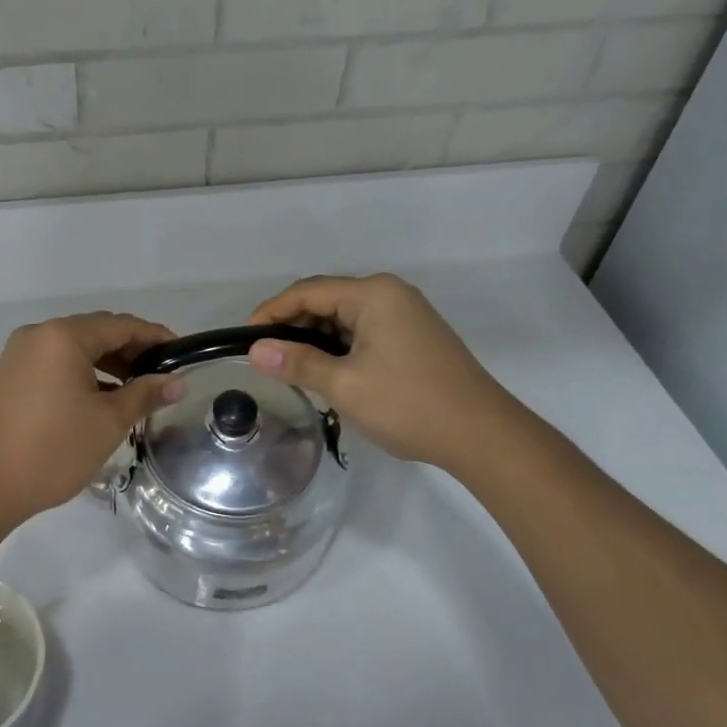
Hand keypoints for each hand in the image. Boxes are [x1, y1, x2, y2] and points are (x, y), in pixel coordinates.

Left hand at [0, 312, 185, 530]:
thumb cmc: (52, 450)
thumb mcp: (108, 422)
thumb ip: (145, 395)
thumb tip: (177, 382)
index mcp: (63, 336)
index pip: (121, 325)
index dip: (156, 338)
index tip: (182, 356)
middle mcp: (39, 335)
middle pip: (96, 332)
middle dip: (132, 351)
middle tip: (162, 376)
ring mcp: (19, 355)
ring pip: (75, 349)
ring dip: (107, 364)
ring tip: (136, 391)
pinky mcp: (9, 377)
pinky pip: (55, 364)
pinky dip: (82, 375)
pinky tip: (100, 400)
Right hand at [246, 274, 512, 468]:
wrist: (482, 435)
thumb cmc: (409, 404)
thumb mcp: (345, 385)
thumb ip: (297, 363)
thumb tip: (255, 350)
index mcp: (373, 294)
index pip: (307, 291)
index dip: (271, 312)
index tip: (244, 338)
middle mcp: (390, 294)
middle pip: (326, 299)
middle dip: (293, 325)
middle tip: (266, 357)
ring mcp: (406, 314)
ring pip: (344, 317)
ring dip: (316, 338)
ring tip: (291, 368)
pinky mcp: (414, 336)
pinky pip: (364, 331)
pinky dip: (339, 347)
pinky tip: (327, 371)